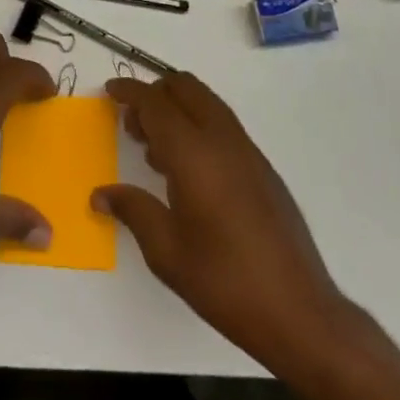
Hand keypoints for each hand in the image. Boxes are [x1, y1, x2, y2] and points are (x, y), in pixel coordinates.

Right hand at [95, 72, 351, 371]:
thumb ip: (132, 210)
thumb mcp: (166, 251)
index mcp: (193, 154)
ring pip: (207, 103)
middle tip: (132, 123)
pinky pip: (223, 125)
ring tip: (154, 148)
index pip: (155, 103)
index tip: (109, 90)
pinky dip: (198, 126)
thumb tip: (100, 194)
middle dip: (154, 93)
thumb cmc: (224, 281)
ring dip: (177, 108)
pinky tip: (188, 170)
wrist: (299, 312)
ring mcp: (247, 152)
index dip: (129, 91)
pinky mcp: (263, 168)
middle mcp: (222, 140)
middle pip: (185, 88)